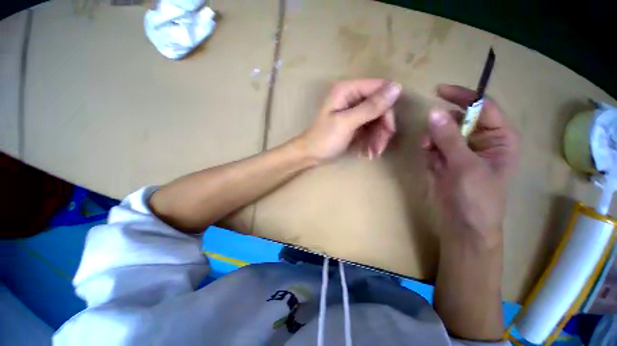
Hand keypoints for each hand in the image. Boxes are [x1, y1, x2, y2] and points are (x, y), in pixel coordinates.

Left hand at [294, 79, 400, 161]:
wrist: (311, 155)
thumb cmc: (324, 139)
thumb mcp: (346, 123)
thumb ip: (370, 107)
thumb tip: (397, 88)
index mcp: (348, 90)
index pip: (379, 89)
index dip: (387, 108)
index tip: (389, 129)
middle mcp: (352, 97)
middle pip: (379, 106)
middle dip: (382, 128)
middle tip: (380, 147)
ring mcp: (353, 111)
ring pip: (376, 120)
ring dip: (377, 138)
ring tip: (372, 154)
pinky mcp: (354, 123)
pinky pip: (370, 128)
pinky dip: (370, 141)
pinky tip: (366, 153)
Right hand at [423, 85, 518, 247]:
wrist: (463, 225)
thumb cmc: (476, 197)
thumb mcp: (465, 166)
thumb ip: (449, 138)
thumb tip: (433, 112)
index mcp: (500, 138)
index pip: (483, 107)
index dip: (463, 96)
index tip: (438, 90)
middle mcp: (481, 141)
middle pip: (459, 119)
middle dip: (442, 126)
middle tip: (430, 136)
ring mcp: (461, 151)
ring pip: (442, 132)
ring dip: (432, 139)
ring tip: (429, 152)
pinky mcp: (446, 160)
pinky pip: (433, 146)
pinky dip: (428, 150)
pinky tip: (430, 162)